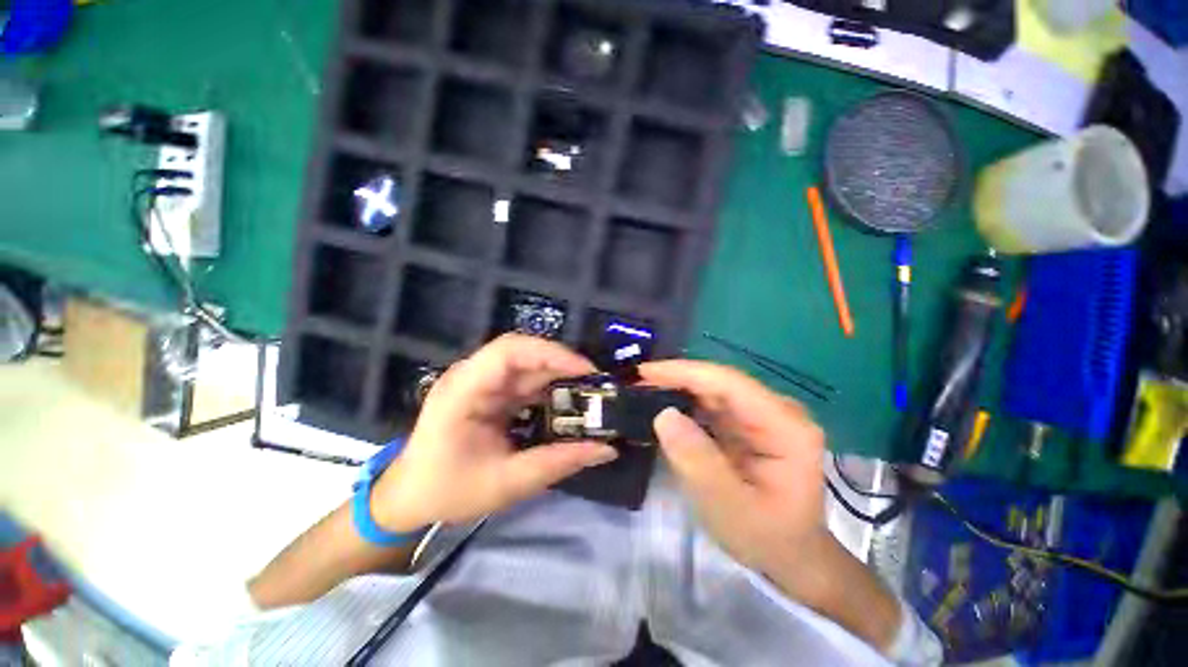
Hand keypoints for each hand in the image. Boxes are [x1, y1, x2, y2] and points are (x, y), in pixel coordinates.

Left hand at [371, 335, 618, 531]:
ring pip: (526, 365)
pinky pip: (524, 380)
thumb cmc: (447, 491)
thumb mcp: (507, 483)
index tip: (585, 371)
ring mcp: (480, 382)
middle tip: (594, 381)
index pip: (509, 351)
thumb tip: (607, 449)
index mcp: (463, 390)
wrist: (408, 498)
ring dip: (557, 375)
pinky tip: (567, 401)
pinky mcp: (488, 391)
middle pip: (522, 352)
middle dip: (561, 362)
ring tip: (588, 391)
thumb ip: (558, 463)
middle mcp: (471, 376)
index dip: (551, 353)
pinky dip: (548, 388)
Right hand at [640, 360, 827, 574]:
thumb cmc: (765, 538)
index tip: (644, 372)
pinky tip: (662, 404)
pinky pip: (711, 404)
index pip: (729, 383)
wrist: (788, 555)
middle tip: (635, 383)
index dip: (684, 372)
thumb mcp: (729, 508)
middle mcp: (777, 410)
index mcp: (786, 426)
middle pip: (719, 382)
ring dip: (676, 388)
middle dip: (675, 379)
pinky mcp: (748, 423)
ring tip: (641, 390)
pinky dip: (684, 402)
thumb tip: (664, 414)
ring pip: (712, 390)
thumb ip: (698, 462)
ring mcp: (763, 415)